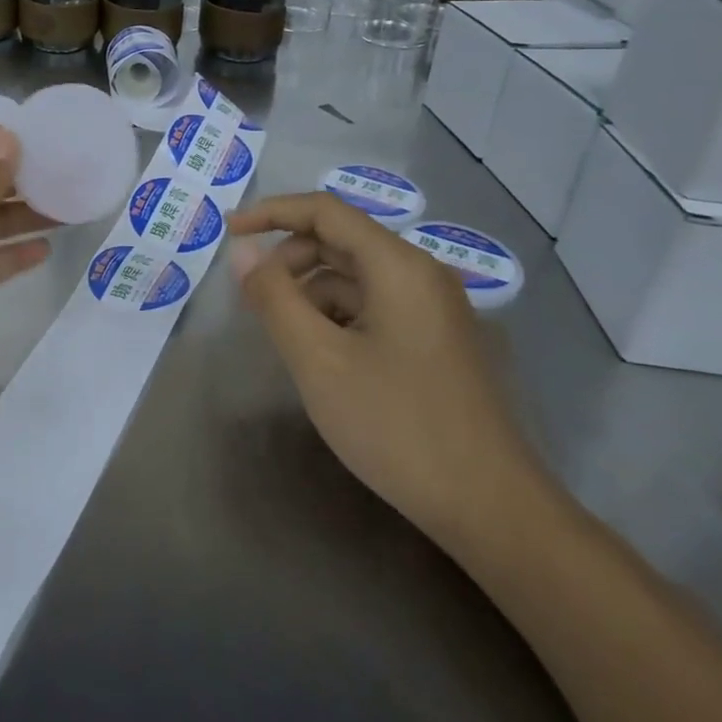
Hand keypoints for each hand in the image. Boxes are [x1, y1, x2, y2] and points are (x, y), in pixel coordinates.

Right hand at [228, 193, 556, 554]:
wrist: (492, 510)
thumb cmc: (398, 425)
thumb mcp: (318, 359)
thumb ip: (273, 296)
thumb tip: (242, 251)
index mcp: (398, 266)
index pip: (325, 211)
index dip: (271, 212)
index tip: (228, 232)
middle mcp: (421, 275)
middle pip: (340, 241)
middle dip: (289, 260)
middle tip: (254, 300)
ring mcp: (434, 310)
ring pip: (354, 277)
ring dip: (311, 293)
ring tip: (288, 339)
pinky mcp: (435, 342)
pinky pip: (373, 307)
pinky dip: (337, 317)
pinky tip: (324, 359)